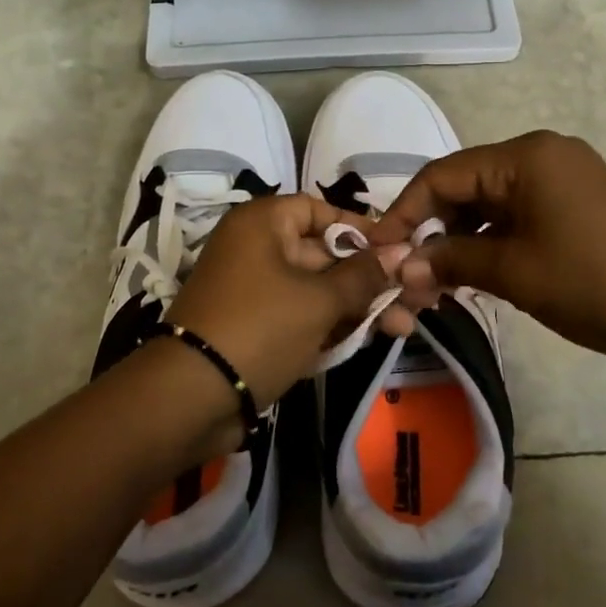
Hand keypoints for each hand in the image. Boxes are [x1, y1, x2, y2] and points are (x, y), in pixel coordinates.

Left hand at [165, 194, 410, 405]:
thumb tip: (403, 251)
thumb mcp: (318, 300)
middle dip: (369, 279)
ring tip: (405, 328)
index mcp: (263, 224)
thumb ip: (364, 276)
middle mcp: (256, 248)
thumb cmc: (260, 327)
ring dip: (357, 307)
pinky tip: (369, 340)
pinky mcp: (254, 326)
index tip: (398, 250)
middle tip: (414, 299)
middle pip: (323, 254)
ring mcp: (254, 289)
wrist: (191, 396)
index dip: (360, 228)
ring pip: (316, 289)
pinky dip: (330, 326)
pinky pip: (299, 315)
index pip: (319, 210)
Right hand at [367, 131, 605, 379]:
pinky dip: (493, 237)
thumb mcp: (511, 272)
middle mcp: (544, 153)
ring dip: (461, 237)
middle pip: (467, 184)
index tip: (378, 249)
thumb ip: (450, 261)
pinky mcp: (580, 200)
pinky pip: (520, 210)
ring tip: (439, 279)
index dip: (405, 212)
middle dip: (433, 228)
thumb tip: (401, 267)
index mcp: (526, 156)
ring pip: (492, 200)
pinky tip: (478, 269)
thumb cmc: (591, 284)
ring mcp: (566, 175)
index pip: (443, 174)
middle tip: (409, 272)